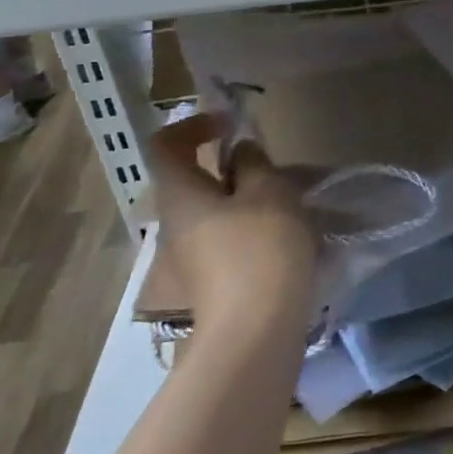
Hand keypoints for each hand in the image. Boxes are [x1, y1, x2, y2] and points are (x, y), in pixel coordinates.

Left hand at [146, 115, 318, 350]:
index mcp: (180, 195)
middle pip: (192, 179)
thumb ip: (255, 163)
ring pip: (213, 209)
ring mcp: (190, 256)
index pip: (166, 145)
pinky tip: (284, 233)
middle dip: (230, 165)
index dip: (194, 124)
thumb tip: (241, 150)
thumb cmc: (260, 247)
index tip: (232, 122)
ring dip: (245, 196)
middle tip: (271, 165)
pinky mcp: (211, 280)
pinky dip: (251, 224)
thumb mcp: (269, 191)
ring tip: (286, 199)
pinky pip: (226, 236)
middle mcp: (174, 223)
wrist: (255, 330)